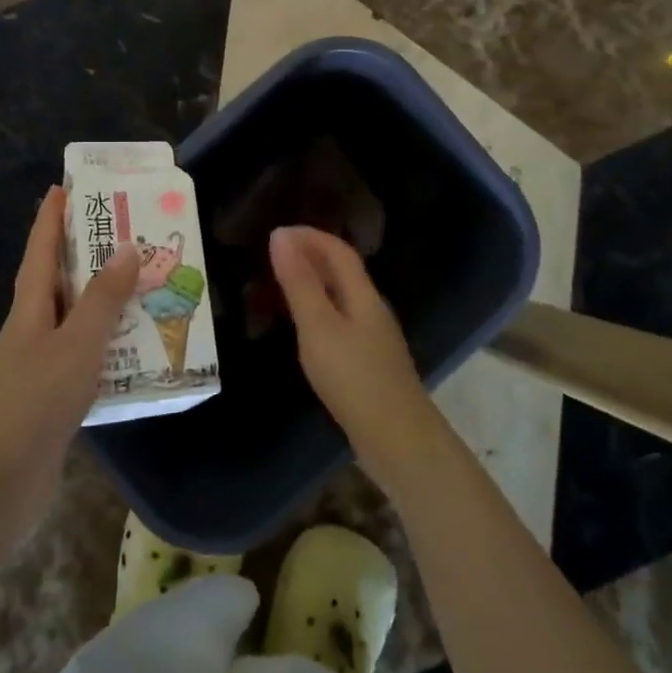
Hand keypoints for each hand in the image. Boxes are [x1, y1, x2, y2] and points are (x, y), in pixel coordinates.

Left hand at [0, 187, 138, 539]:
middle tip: (123, 233)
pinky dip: (105, 348)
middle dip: (83, 256)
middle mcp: (29, 332)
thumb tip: (126, 249)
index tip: (62, 187)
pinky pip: (82, 360)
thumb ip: (103, 300)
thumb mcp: (75, 345)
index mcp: (28, 311)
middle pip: (57, 283)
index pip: (40, 252)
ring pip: (73, 322)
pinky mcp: (48, 402)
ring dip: (101, 304)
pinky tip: (132, 353)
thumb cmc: (33, 404)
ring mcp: (36, 369)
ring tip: (141, 287)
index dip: (50, 219)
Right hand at [268, 225, 441, 493]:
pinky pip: (340, 321)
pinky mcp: (370, 363)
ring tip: (281, 286)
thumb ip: (300, 283)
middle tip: (273, 255)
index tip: (277, 232)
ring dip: (314, 283)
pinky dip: (318, 310)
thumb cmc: (354, 379)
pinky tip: (304, 328)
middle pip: (343, 272)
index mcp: (364, 295)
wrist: (398, 440)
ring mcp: (374, 338)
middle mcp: (373, 309)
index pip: (339, 251)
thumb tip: (281, 236)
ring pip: (342, 297)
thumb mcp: (319, 327)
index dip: (310, 236)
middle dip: (311, 256)